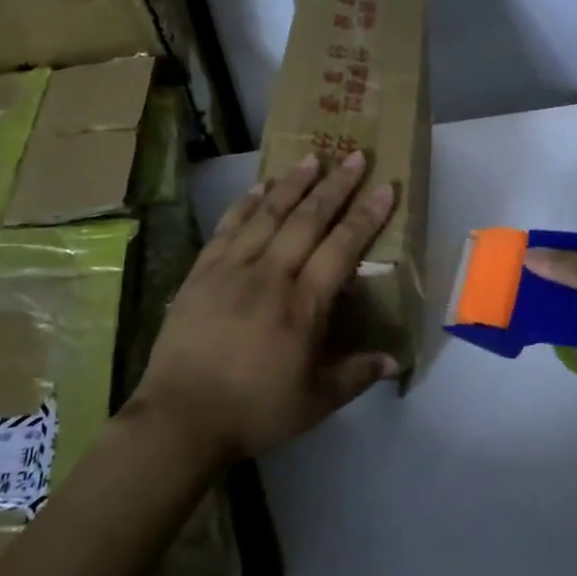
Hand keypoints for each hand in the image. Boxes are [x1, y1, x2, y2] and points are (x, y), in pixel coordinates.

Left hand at [126, 152, 399, 464]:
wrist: (181, 418)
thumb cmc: (254, 411)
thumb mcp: (315, 403)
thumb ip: (356, 375)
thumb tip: (396, 360)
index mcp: (304, 305)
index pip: (342, 247)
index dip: (366, 215)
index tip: (384, 186)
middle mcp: (271, 275)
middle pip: (308, 219)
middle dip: (336, 186)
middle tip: (355, 157)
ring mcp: (233, 268)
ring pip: (268, 214)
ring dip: (293, 183)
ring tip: (312, 158)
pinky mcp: (202, 271)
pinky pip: (228, 226)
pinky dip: (245, 203)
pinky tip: (258, 186)